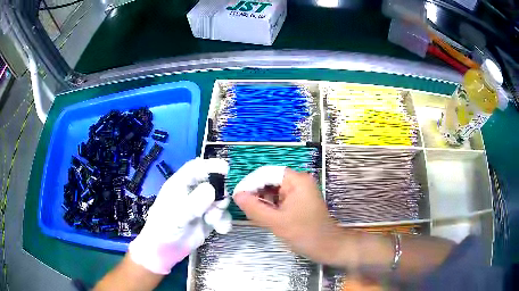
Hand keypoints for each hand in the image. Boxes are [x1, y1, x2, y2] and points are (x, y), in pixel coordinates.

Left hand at [128, 158, 231, 273]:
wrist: (163, 252)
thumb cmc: (163, 230)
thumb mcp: (176, 216)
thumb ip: (193, 203)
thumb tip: (212, 189)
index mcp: (179, 185)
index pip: (196, 167)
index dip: (210, 165)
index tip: (226, 169)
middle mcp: (191, 193)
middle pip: (212, 183)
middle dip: (220, 193)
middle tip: (220, 204)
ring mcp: (201, 207)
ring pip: (219, 200)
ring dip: (221, 210)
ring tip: (213, 222)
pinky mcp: (208, 221)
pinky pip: (222, 216)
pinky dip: (224, 222)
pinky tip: (220, 230)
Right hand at [233, 167, 344, 263]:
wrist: (327, 246)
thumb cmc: (304, 233)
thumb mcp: (276, 222)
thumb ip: (254, 208)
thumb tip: (237, 195)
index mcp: (296, 180)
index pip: (266, 173)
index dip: (250, 183)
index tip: (237, 196)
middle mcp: (299, 181)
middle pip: (270, 180)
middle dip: (256, 192)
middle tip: (244, 207)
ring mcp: (300, 191)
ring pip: (274, 190)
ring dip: (262, 200)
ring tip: (252, 212)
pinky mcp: (299, 200)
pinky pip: (280, 198)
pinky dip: (270, 205)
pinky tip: (264, 215)